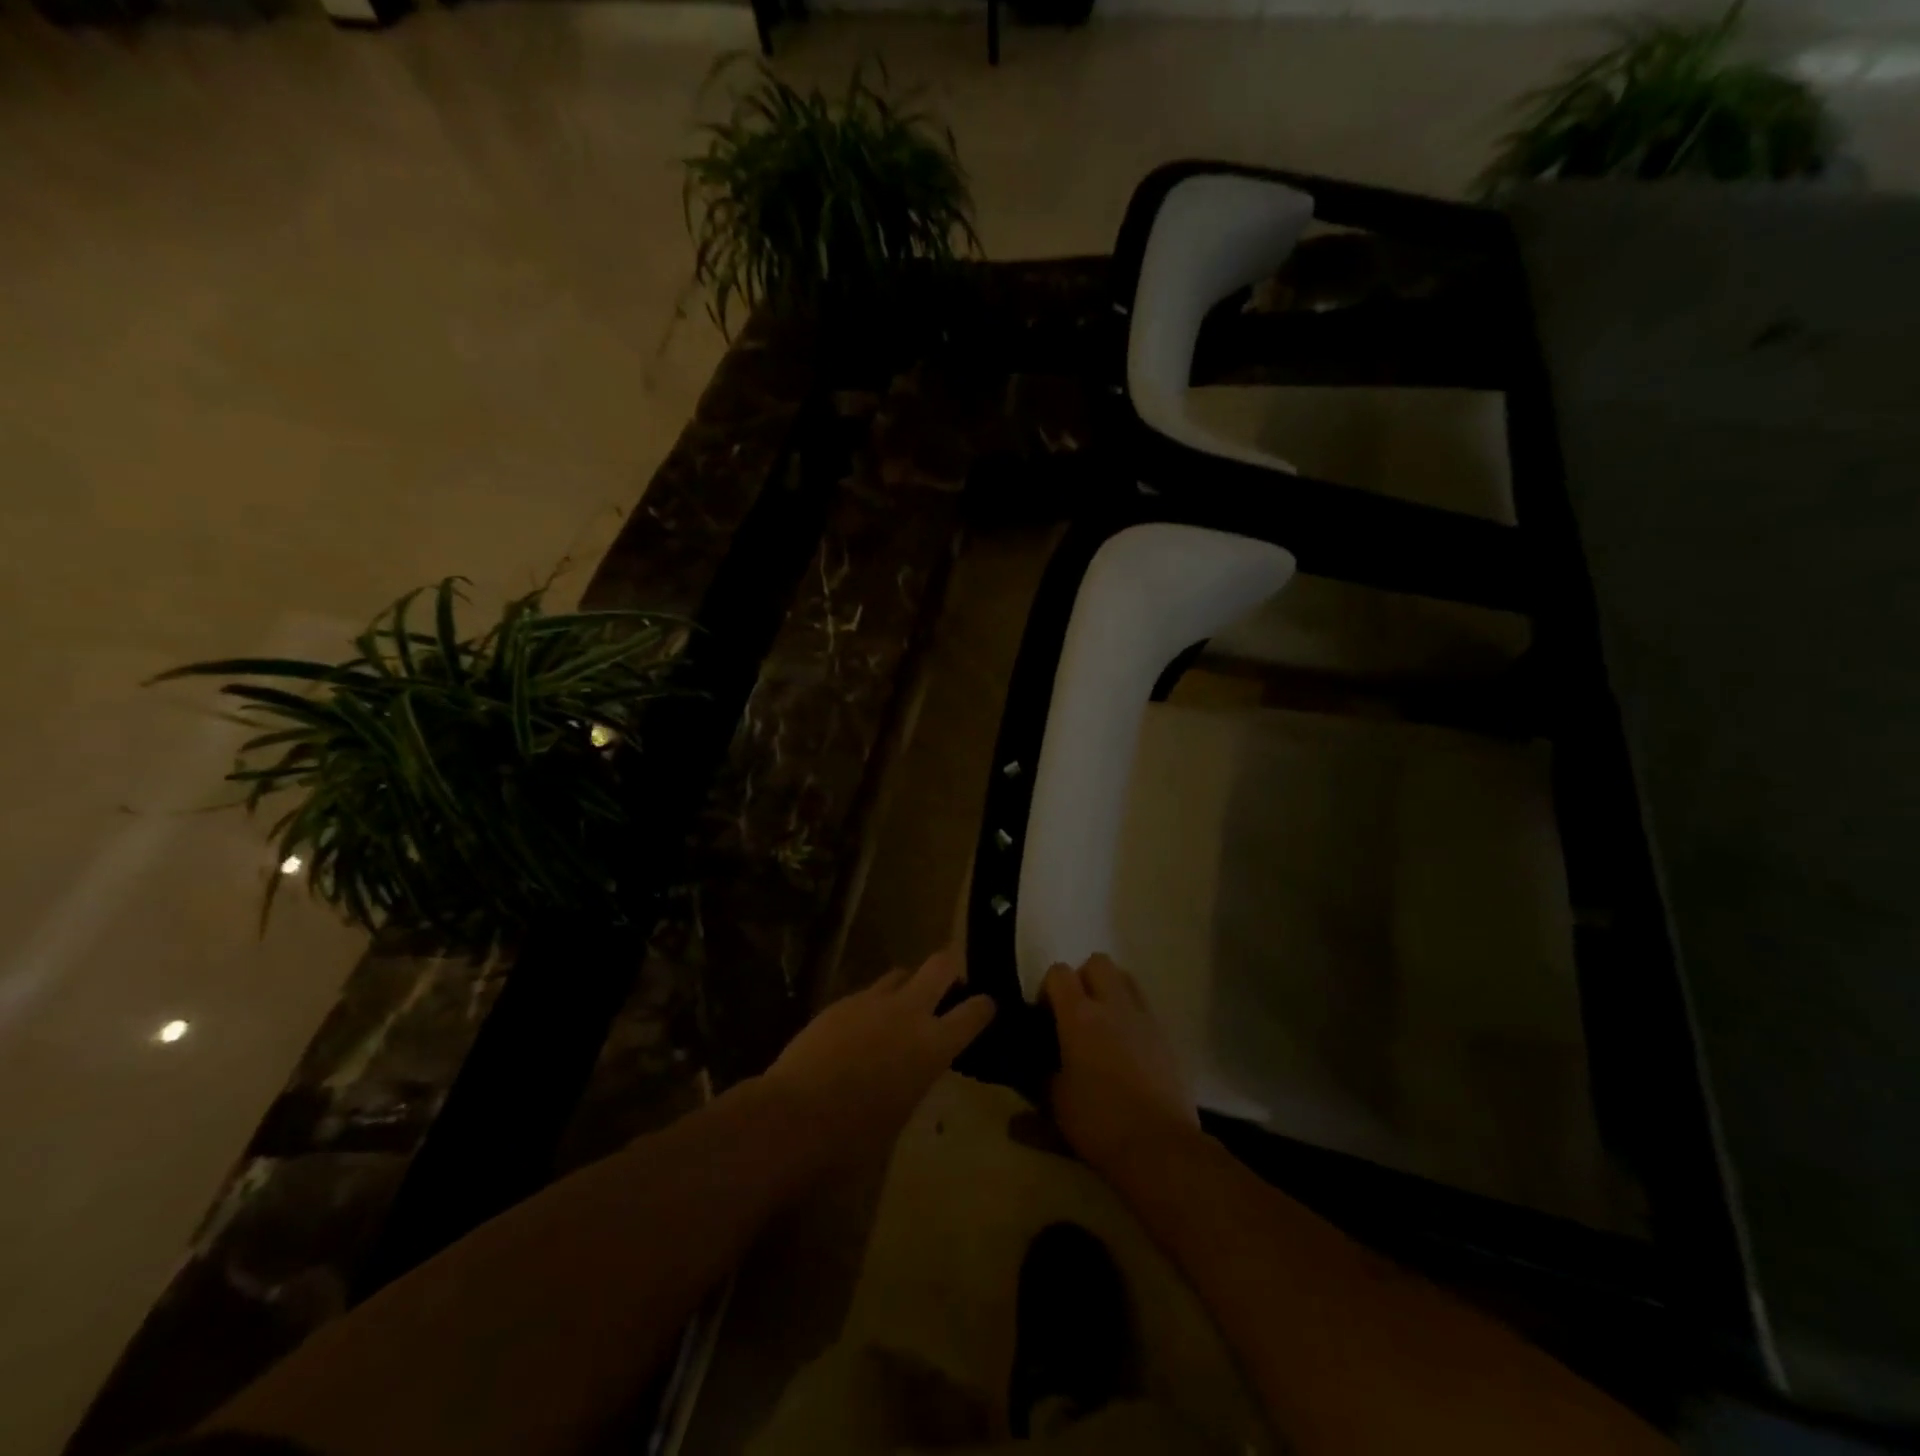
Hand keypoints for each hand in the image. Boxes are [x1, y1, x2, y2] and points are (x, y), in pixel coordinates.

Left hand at [762, 948, 995, 1163]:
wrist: (792, 1118)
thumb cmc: (853, 1139)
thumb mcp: (901, 1115)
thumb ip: (916, 1078)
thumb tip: (914, 1069)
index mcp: (933, 1045)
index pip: (975, 1011)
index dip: (984, 1006)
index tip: (985, 1007)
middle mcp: (908, 1012)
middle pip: (941, 964)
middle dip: (951, 970)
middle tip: (949, 988)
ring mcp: (871, 1002)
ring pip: (901, 973)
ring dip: (908, 986)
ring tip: (901, 1009)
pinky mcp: (840, 1002)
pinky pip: (867, 993)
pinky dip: (873, 1005)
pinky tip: (861, 1029)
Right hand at [1044, 954, 1198, 1180]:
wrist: (1159, 1146)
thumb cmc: (1099, 1121)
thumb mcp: (1056, 1103)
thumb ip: (1040, 1079)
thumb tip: (1034, 1070)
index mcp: (1079, 1015)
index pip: (1058, 972)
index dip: (1048, 989)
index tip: (1044, 1016)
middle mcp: (1113, 1005)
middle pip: (1097, 962)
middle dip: (1083, 979)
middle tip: (1074, 1013)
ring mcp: (1143, 1018)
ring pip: (1125, 978)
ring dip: (1110, 990)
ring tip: (1102, 1024)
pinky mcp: (1165, 1036)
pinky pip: (1144, 1007)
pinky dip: (1131, 1015)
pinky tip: (1125, 1048)